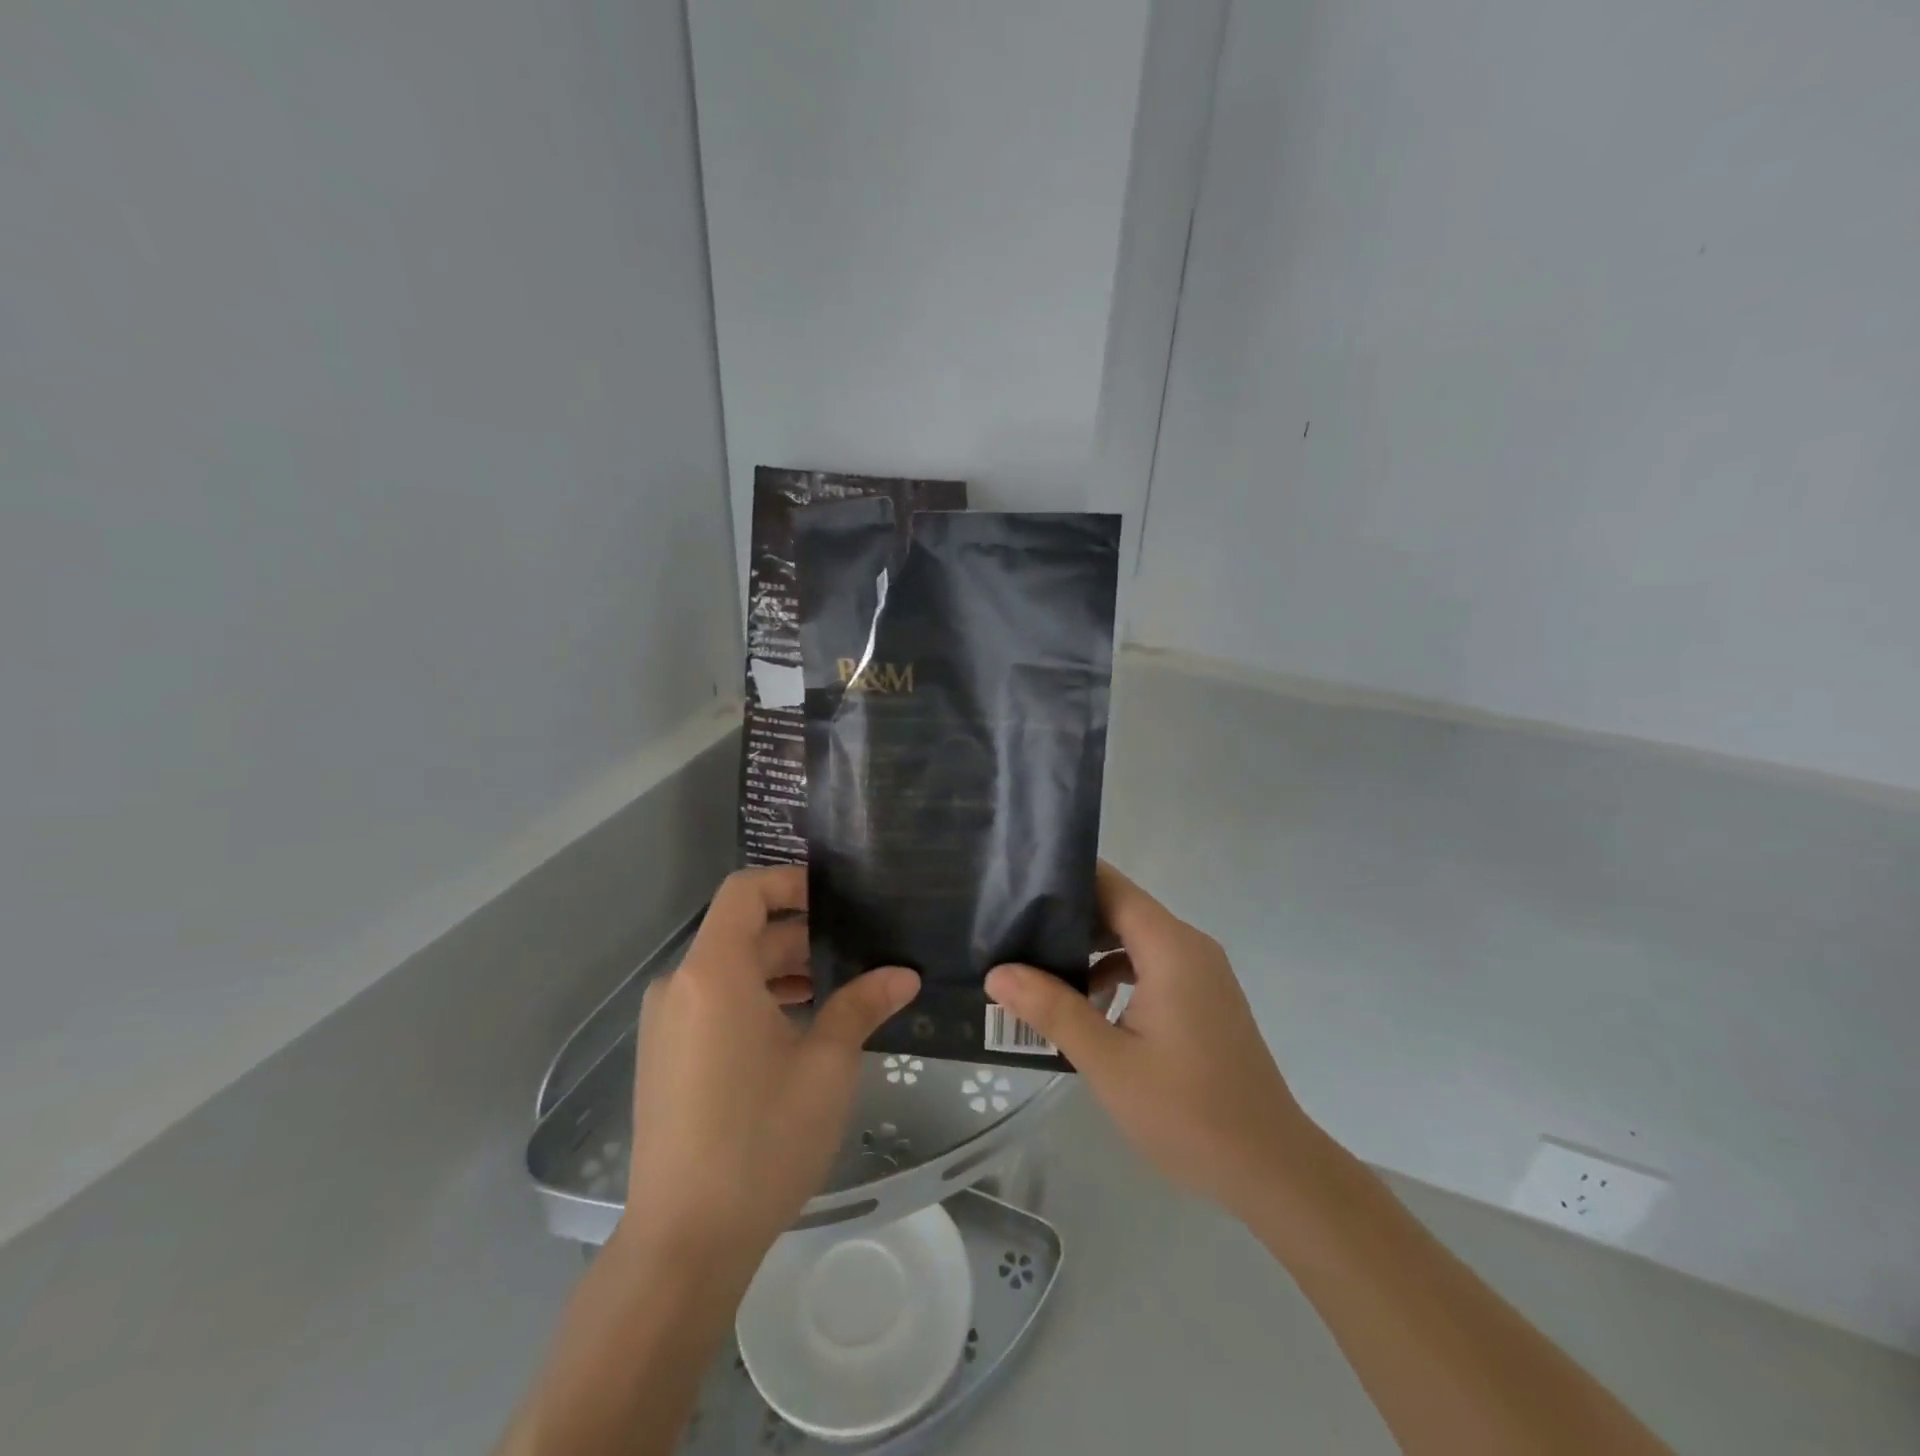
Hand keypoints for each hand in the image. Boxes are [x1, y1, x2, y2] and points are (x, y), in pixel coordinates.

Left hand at [621, 867, 919, 1274]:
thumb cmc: (761, 1138)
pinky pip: (712, 1004)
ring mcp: (666, 1026)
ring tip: (834, 992)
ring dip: (779, 971)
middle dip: (799, 936)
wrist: (685, 1242)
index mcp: (713, 972)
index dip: (790, 882)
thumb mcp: (826, 1065)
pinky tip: (796, 1033)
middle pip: (741, 933)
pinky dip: (754, 1001)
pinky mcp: (664, 1059)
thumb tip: (904, 974)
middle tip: (855, 953)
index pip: (744, 891)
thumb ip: (862, 1006)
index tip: (836, 900)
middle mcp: (679, 987)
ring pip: (728, 972)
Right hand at [985, 863, 1317, 1217]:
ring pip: (1135, 939)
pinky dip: (1117, 973)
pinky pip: (1152, 966)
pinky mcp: (1204, 998)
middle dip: (1069, 917)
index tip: (1017, 886)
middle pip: (1121, 909)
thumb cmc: (1187, 1111)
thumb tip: (997, 972)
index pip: (1111, 886)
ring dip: (1091, 950)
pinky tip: (1086, 1006)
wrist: (1271, 1168)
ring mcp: (1201, 973)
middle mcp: (1189, 946)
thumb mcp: (1107, 1061)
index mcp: (1170, 947)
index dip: (1065, 878)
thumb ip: (1052, 1010)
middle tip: (1014, 932)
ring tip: (1038, 969)